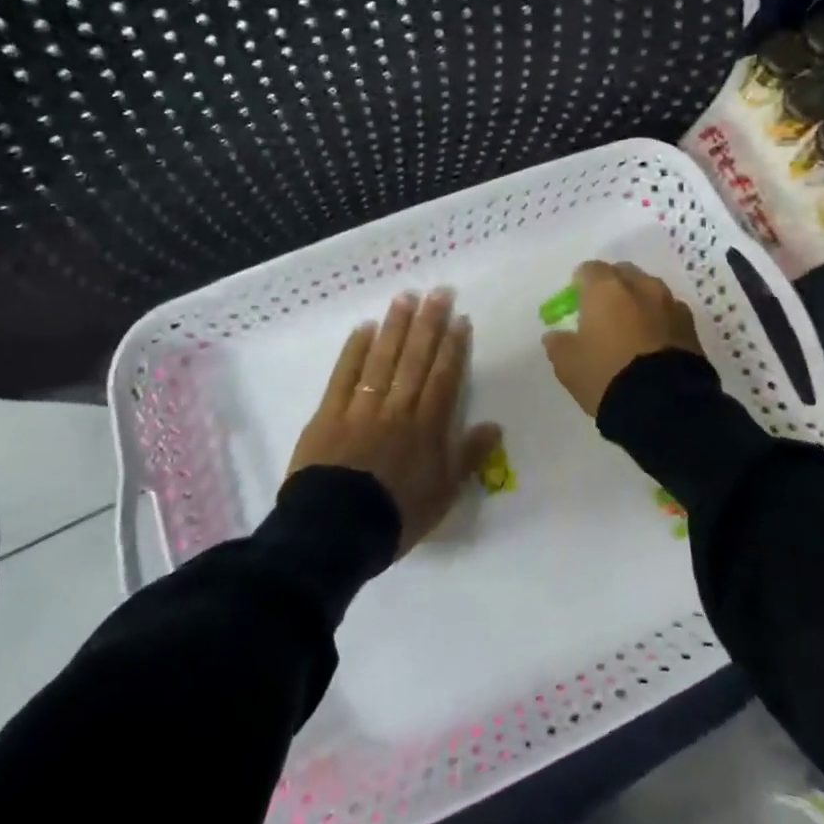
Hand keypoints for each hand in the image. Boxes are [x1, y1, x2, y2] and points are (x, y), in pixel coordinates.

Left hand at [287, 291, 501, 556]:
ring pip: (383, 359)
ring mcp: (361, 408)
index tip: (460, 318)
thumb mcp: (444, 494)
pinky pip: (345, 375)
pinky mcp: (329, 413)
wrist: (336, 531)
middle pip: (416, 359)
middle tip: (438, 292)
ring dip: (395, 327)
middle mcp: (398, 408)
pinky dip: (355, 350)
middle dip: (429, 324)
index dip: (453, 346)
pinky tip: (364, 328)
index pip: (444, 377)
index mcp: (426, 427)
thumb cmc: (397, 516)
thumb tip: (494, 426)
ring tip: (405, 298)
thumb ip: (469, 457)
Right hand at [542, 261, 702, 418]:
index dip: (580, 284)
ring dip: (639, 301)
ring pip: (650, 290)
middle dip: (612, 286)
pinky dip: (659, 320)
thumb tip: (555, 335)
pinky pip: (669, 312)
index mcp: (607, 288)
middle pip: (623, 273)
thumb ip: (558, 344)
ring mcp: (670, 304)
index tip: (575, 302)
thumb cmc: (607, 375)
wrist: (664, 404)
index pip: (589, 269)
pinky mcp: (691, 326)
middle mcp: (641, 286)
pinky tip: (653, 342)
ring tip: (631, 328)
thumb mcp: (568, 365)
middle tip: (602, 312)